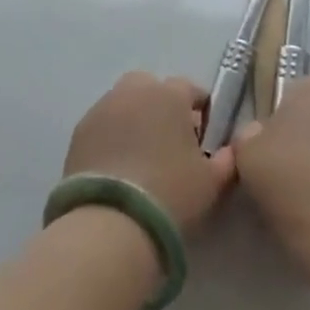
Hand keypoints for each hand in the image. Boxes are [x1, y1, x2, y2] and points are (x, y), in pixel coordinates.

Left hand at [64, 73, 236, 234]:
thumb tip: (230, 151)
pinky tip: (118, 167)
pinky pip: (103, 124)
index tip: (203, 136)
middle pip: (151, 88)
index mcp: (169, 94)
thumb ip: (226, 160)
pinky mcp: (79, 131)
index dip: (200, 110)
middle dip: (161, 106)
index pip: (190, 89)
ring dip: (134, 118)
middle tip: (169, 141)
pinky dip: (111, 136)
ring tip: (141, 155)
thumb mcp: (212, 182)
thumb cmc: (171, 193)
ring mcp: (102, 108)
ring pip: (124, 103)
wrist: (112, 221)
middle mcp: (134, 91)